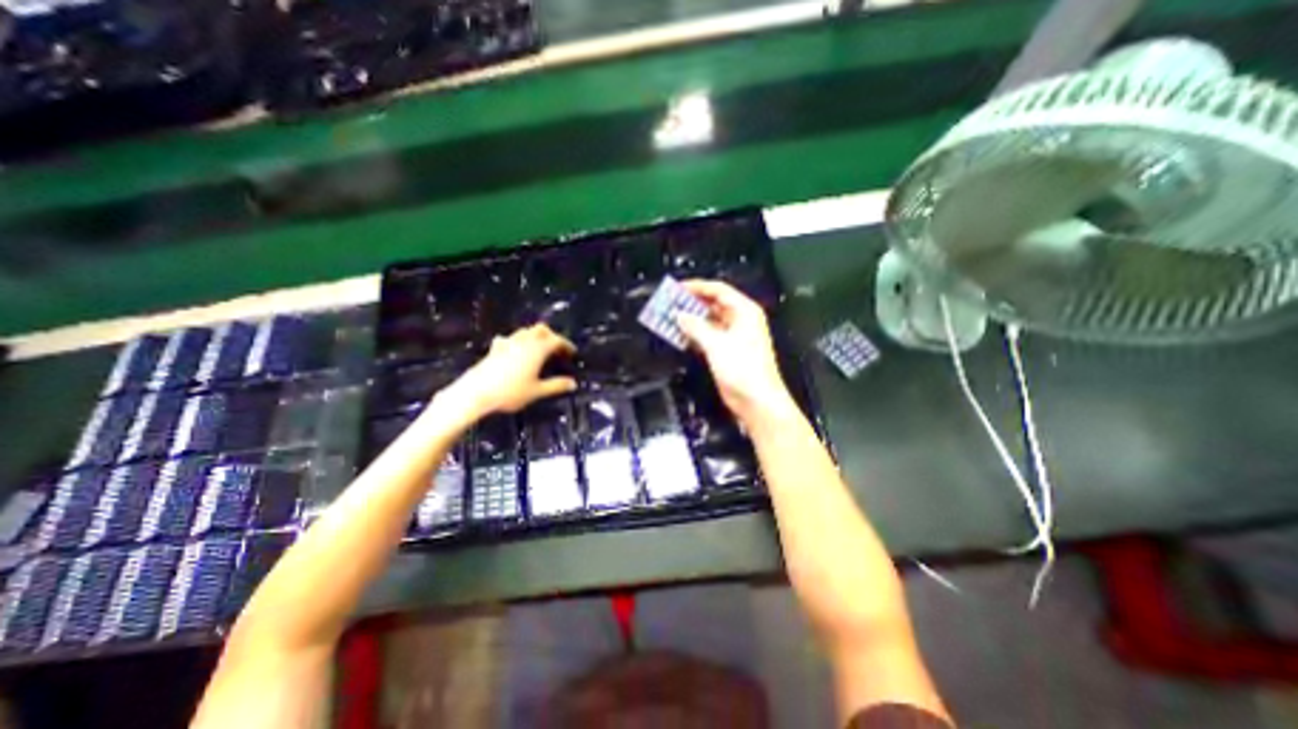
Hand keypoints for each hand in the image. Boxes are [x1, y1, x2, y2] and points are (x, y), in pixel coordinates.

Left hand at [439, 320, 573, 419]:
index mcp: (537, 349)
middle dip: (551, 336)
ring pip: (525, 331)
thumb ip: (556, 386)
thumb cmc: (511, 392)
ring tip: (540, 349)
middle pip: (541, 329)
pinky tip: (515, 351)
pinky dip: (518, 342)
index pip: (556, 340)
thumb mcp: (537, 391)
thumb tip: (573, 383)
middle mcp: (524, 341)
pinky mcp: (495, 349)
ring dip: (535, 336)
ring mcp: (508, 343)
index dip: (566, 345)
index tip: (573, 353)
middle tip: (557, 348)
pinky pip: (510, 339)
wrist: (476, 393)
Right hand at [674, 279, 797, 426]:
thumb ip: (696, 327)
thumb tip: (680, 315)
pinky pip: (707, 336)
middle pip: (713, 304)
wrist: (756, 400)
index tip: (678, 288)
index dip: (697, 287)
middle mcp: (740, 321)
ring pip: (708, 321)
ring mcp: (733, 337)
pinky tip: (680, 335)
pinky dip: (694, 335)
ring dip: (691, 320)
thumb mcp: (717, 344)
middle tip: (671, 303)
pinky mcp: (726, 351)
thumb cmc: (745, 370)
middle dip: (691, 303)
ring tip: (670, 317)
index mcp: (745, 312)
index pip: (719, 290)